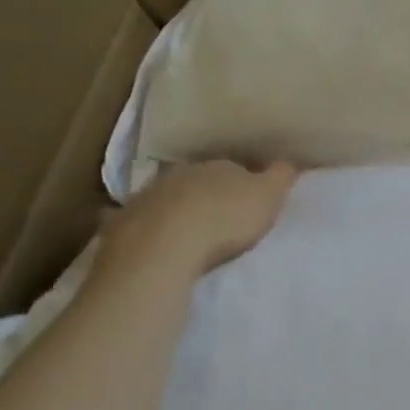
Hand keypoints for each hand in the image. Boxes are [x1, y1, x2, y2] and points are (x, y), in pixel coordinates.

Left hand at [93, 160, 297, 284]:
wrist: (163, 248)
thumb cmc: (224, 219)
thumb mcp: (268, 196)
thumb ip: (280, 176)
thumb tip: (288, 161)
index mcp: (218, 165)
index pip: (234, 167)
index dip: (244, 182)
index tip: (250, 199)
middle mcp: (180, 173)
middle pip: (198, 180)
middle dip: (207, 192)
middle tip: (219, 212)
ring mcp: (146, 196)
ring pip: (165, 197)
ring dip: (174, 208)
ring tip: (185, 228)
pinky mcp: (121, 224)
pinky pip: (133, 222)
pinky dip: (141, 226)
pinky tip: (144, 239)